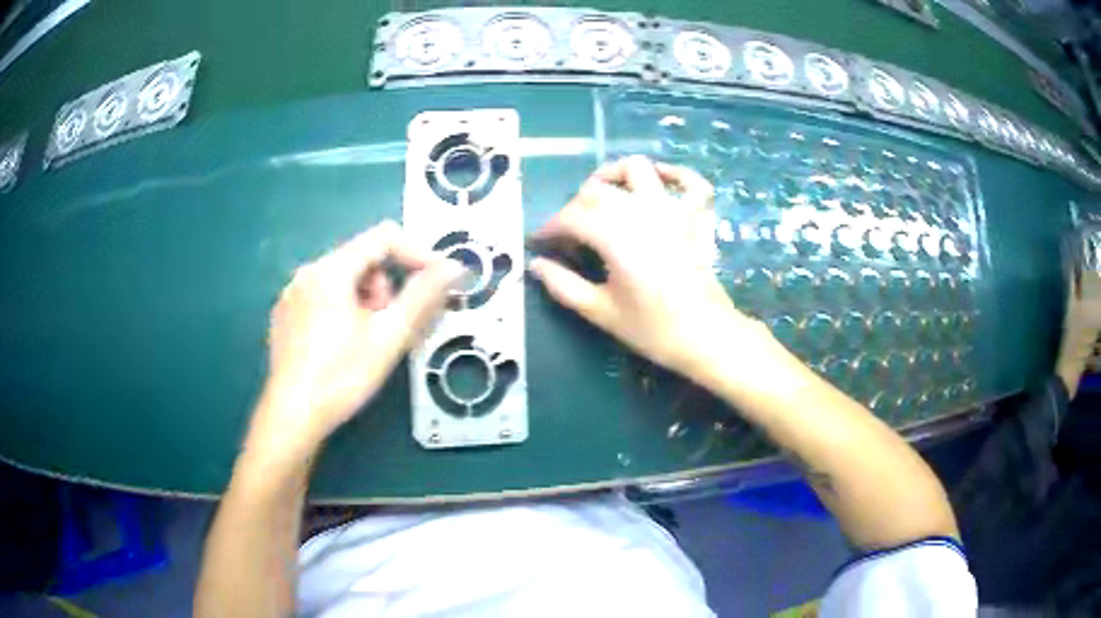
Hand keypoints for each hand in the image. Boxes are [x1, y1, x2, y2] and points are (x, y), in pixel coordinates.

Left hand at [254, 221, 463, 450]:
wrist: (292, 416)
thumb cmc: (342, 376)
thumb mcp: (389, 337)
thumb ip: (423, 296)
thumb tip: (454, 266)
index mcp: (330, 270)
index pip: (384, 238)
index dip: (417, 253)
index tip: (438, 280)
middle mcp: (307, 273)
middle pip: (361, 259)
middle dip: (385, 286)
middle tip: (390, 325)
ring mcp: (291, 295)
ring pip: (342, 279)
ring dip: (364, 300)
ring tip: (365, 340)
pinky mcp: (284, 316)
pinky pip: (322, 297)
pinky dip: (341, 310)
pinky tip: (339, 346)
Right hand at [530, 156, 757, 373]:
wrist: (706, 337)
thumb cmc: (653, 329)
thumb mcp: (601, 311)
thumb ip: (564, 285)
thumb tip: (536, 266)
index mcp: (616, 237)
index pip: (571, 217)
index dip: (550, 227)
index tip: (540, 242)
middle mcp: (642, 212)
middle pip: (597, 190)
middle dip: (574, 206)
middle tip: (569, 233)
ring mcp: (672, 209)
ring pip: (638, 169)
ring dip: (614, 174)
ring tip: (602, 193)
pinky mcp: (695, 216)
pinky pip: (690, 181)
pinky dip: (675, 173)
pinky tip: (659, 177)